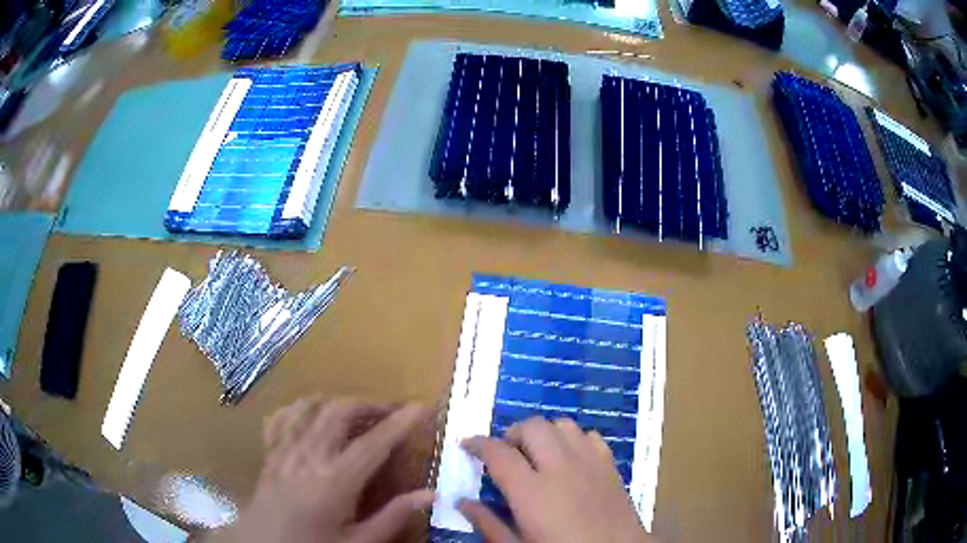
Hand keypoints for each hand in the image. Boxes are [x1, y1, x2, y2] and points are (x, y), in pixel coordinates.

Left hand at [208, 398, 432, 542]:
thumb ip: (393, 517)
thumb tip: (430, 494)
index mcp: (333, 482)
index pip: (373, 443)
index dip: (401, 422)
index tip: (423, 406)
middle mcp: (307, 456)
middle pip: (339, 411)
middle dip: (370, 405)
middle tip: (393, 414)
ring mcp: (284, 449)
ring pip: (311, 406)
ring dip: (339, 403)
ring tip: (359, 415)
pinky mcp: (270, 451)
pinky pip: (284, 416)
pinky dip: (303, 408)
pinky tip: (314, 418)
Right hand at [459, 417, 651, 542]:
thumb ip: (488, 523)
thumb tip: (461, 502)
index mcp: (531, 491)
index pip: (498, 452)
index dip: (478, 443)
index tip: (467, 445)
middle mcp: (560, 467)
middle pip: (532, 426)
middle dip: (512, 433)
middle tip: (505, 453)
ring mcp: (589, 462)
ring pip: (562, 425)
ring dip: (544, 433)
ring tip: (537, 453)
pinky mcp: (609, 464)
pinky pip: (589, 436)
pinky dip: (573, 440)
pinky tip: (569, 459)